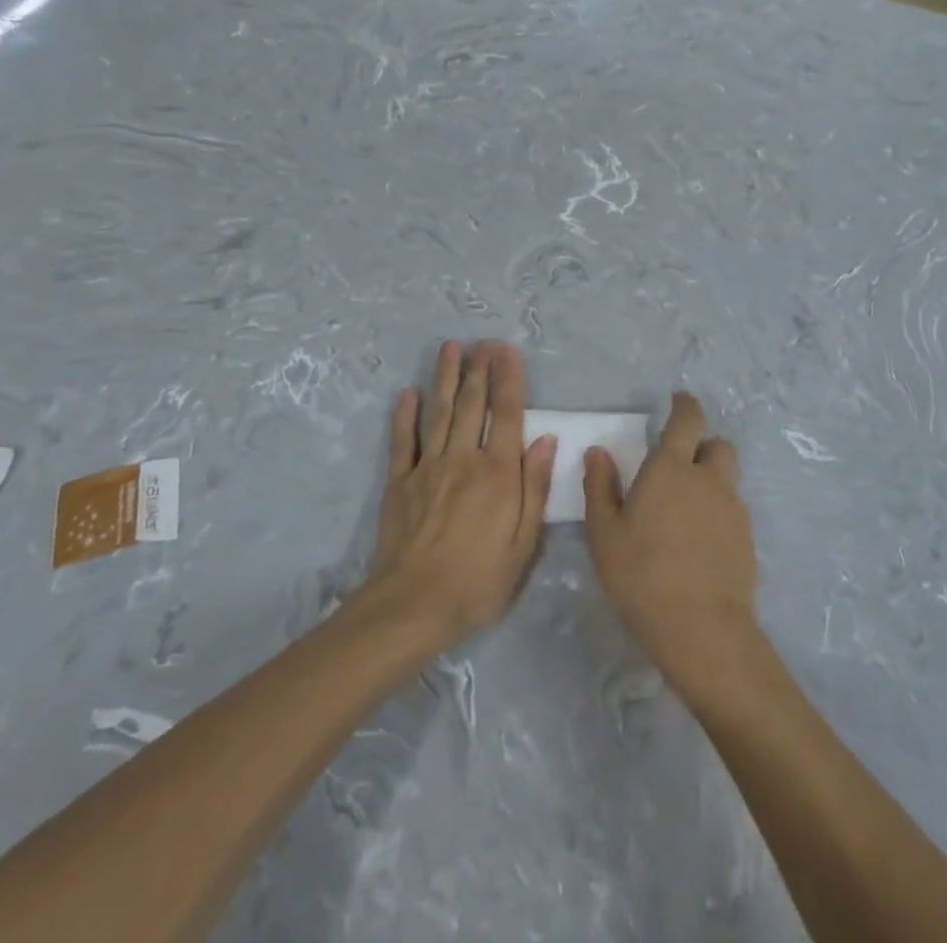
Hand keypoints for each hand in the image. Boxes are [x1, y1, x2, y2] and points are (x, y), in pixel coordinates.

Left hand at [366, 340, 556, 649]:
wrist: (413, 606)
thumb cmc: (478, 581)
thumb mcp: (523, 544)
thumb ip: (534, 488)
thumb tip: (546, 440)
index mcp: (498, 474)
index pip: (507, 415)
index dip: (509, 380)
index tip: (508, 351)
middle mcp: (464, 460)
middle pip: (472, 405)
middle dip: (479, 369)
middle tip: (482, 340)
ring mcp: (428, 468)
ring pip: (439, 413)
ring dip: (445, 378)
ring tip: (450, 347)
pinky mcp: (400, 482)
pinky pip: (403, 441)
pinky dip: (405, 415)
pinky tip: (408, 392)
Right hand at [583, 392, 759, 698]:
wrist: (701, 629)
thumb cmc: (642, 575)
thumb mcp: (604, 533)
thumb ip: (600, 487)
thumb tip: (598, 452)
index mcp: (671, 468)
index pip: (687, 420)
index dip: (685, 405)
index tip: (678, 400)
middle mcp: (708, 479)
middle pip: (718, 445)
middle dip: (703, 445)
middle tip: (680, 464)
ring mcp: (733, 509)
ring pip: (727, 479)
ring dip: (711, 480)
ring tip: (686, 510)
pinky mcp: (747, 539)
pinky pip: (733, 510)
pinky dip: (718, 512)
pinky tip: (699, 542)